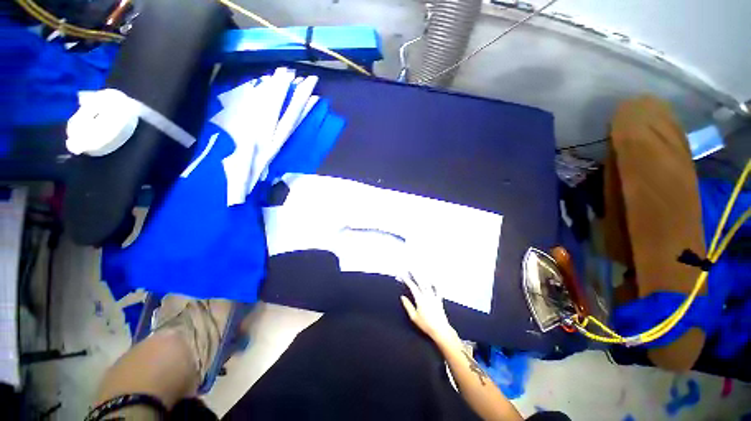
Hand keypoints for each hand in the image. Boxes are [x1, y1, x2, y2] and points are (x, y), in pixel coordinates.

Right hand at [400, 272, 460, 349]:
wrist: (440, 330)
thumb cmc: (425, 325)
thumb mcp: (414, 317)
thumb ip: (408, 306)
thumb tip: (402, 297)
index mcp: (420, 299)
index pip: (412, 287)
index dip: (407, 280)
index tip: (403, 275)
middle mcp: (427, 295)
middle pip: (420, 282)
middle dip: (414, 274)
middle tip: (410, 268)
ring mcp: (434, 297)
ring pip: (428, 284)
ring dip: (423, 277)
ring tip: (420, 272)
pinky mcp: (439, 300)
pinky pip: (437, 290)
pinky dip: (435, 284)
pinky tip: (433, 280)